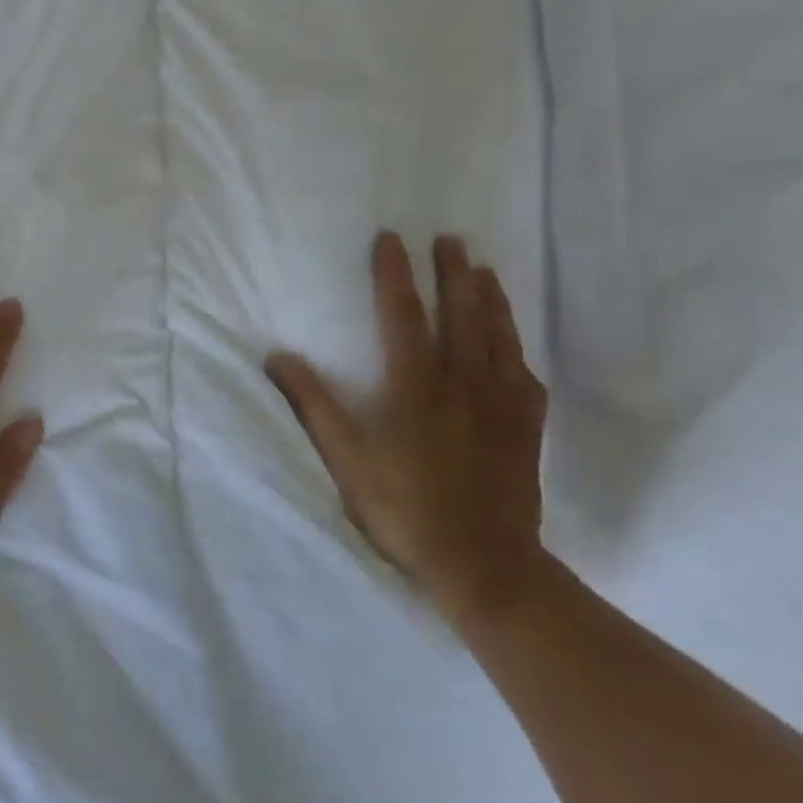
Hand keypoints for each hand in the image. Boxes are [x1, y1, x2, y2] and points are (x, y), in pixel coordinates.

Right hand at [266, 231, 547, 622]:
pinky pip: (526, 377)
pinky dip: (517, 351)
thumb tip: (277, 356)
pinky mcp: (525, 429)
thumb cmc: (404, 506)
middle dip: (454, 272)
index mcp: (416, 385)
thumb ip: (314, 403)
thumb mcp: (346, 457)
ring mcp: (501, 405)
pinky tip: (513, 345)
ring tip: (484, 271)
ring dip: (491, 299)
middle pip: (462, 314)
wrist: (483, 563)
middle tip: (450, 239)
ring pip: (498, 337)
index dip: (395, 273)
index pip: (403, 313)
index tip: (392, 238)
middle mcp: (463, 382)